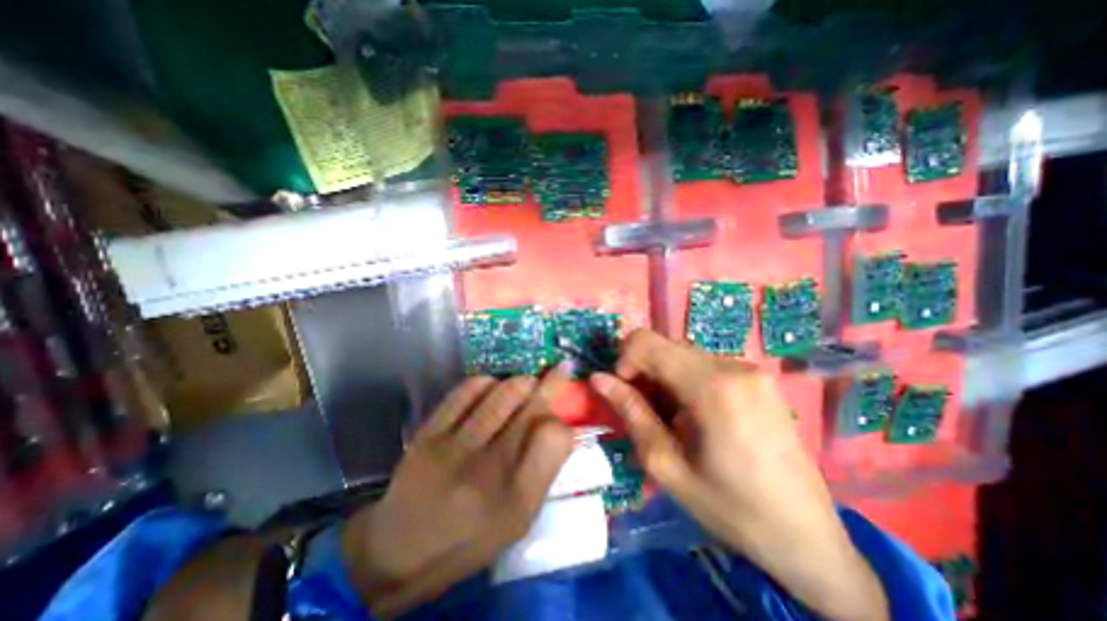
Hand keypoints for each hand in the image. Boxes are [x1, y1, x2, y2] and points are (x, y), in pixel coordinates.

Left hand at [343, 368, 575, 615]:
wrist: (401, 551)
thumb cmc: (470, 539)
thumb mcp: (519, 521)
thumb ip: (544, 473)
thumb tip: (564, 428)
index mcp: (516, 499)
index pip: (553, 437)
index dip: (563, 423)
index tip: (560, 419)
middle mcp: (488, 469)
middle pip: (532, 408)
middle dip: (552, 383)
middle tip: (560, 369)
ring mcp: (455, 447)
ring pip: (503, 392)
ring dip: (522, 381)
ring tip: (527, 383)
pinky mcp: (429, 432)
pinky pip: (467, 390)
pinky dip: (486, 381)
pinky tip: (492, 387)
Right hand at [593, 330, 889, 620]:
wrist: (809, 537)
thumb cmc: (731, 509)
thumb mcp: (666, 466)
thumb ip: (631, 413)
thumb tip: (598, 378)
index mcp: (712, 386)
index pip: (646, 341)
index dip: (624, 361)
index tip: (626, 394)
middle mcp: (732, 365)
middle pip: (664, 346)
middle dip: (644, 372)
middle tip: (647, 413)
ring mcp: (749, 368)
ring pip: (682, 354)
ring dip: (664, 378)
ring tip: (673, 420)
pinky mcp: (757, 377)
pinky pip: (703, 364)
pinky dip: (685, 381)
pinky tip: (695, 416)